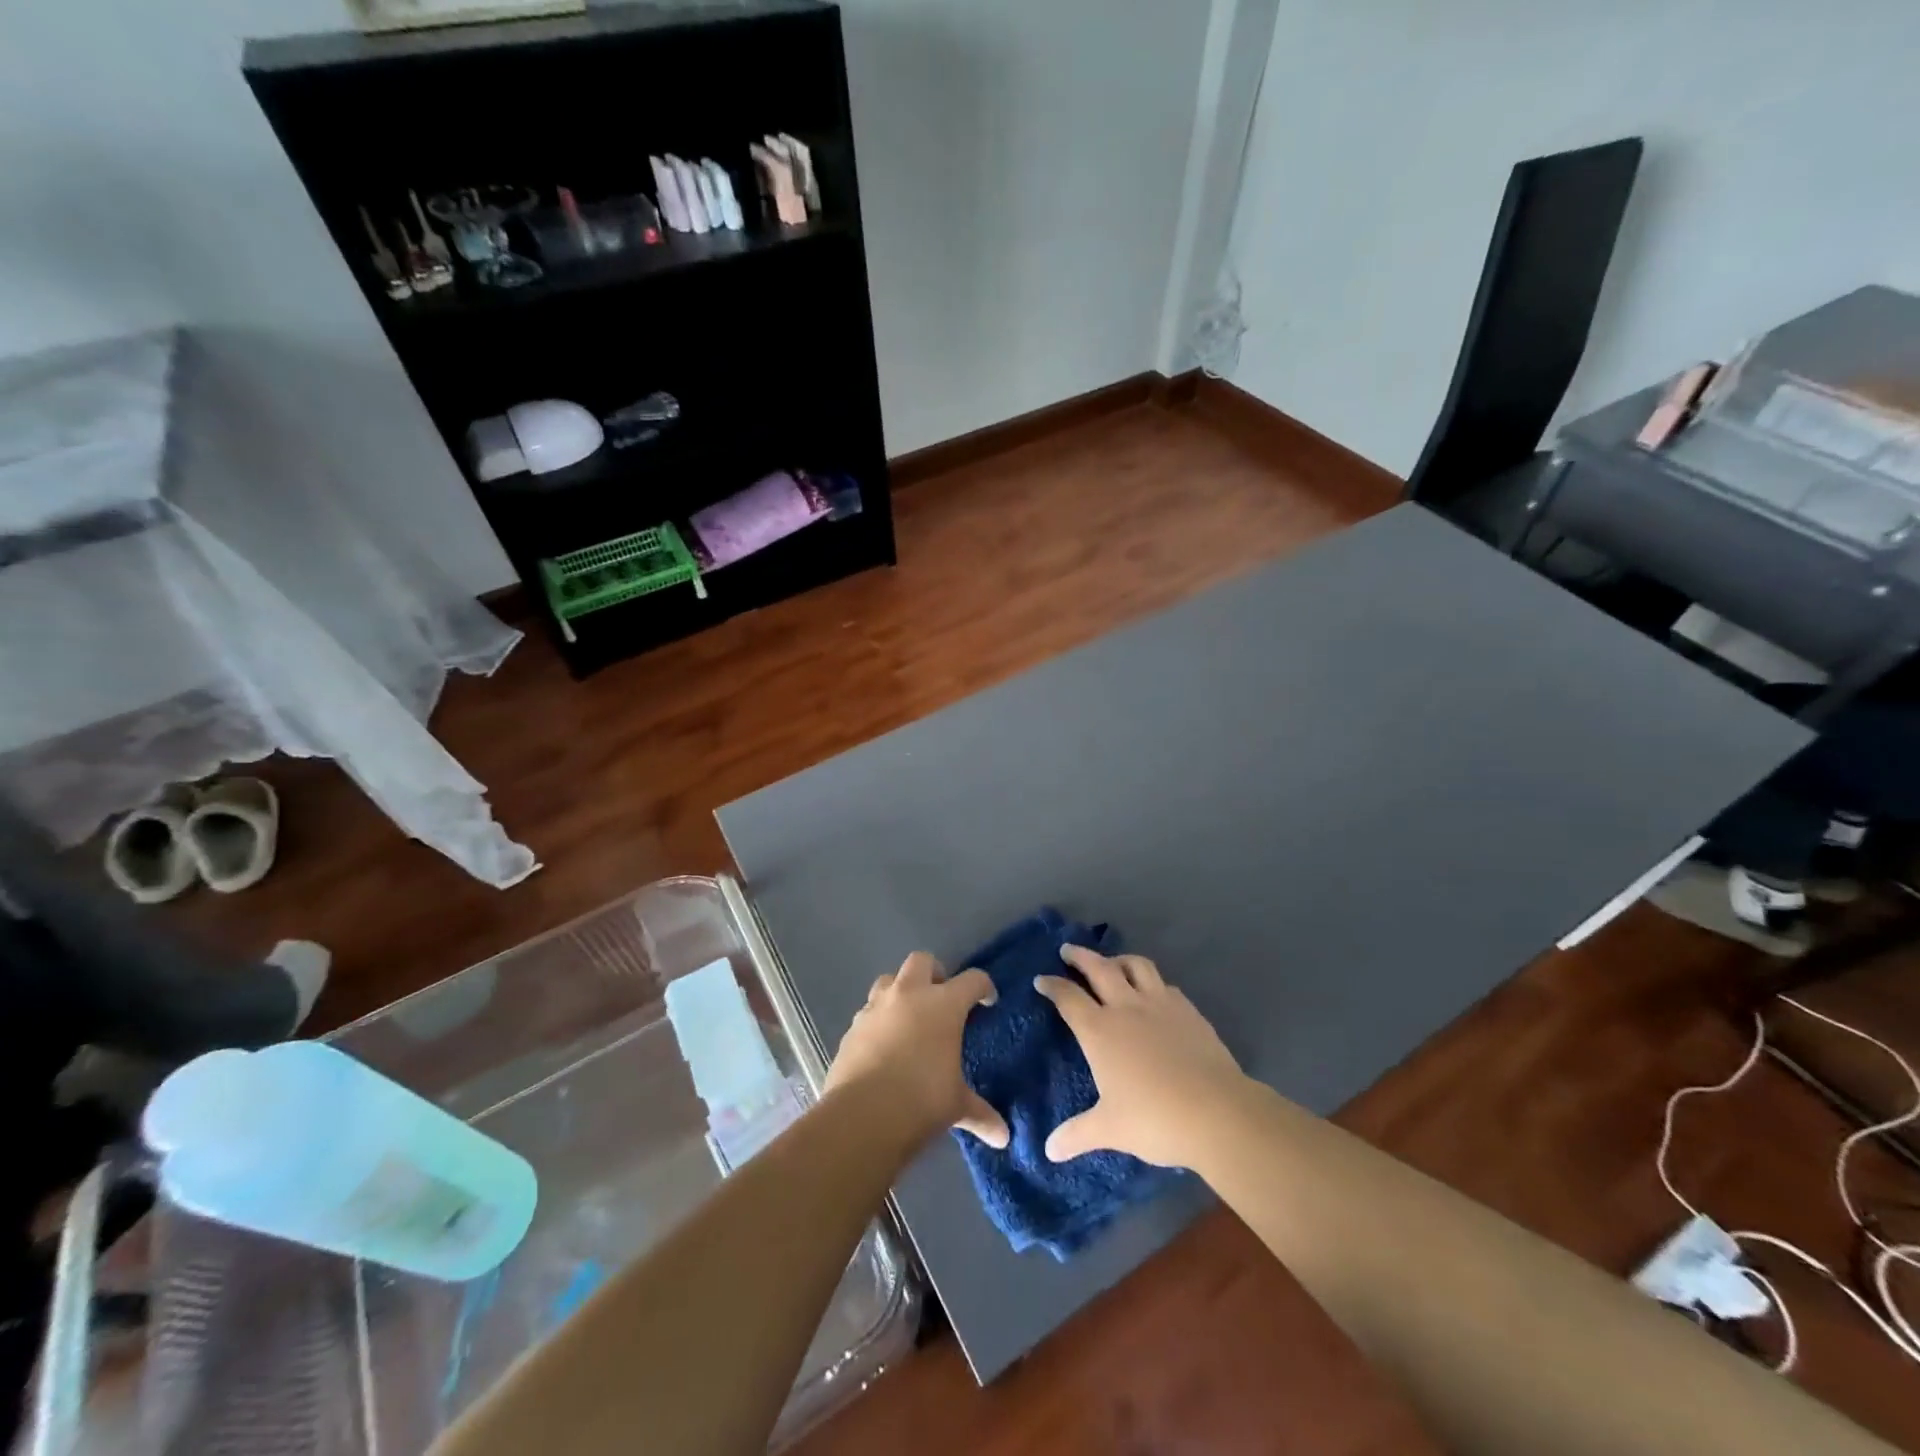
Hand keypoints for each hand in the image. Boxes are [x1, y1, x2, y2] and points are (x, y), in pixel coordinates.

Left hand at [826, 952, 1009, 1148]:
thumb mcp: (956, 1106)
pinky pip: (868, 1012)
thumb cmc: (922, 1101)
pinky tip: (883, 1045)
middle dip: (934, 973)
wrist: (862, 1115)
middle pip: (922, 961)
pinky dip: (879, 1020)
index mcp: (943, 1005)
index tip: (987, 1001)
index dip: (983, 988)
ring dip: (901, 991)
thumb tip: (1002, 1135)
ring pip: (889, 980)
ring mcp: (876, 1007)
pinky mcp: (852, 1027)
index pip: (972, 980)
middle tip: (942, 999)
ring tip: (909, 1017)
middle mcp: (909, 995)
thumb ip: (980, 1113)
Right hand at [1035, 945, 1249, 1166]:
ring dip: (1119, 959)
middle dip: (1080, 956)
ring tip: (1112, 963)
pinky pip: (1165, 985)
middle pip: (1099, 968)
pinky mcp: (1188, 1010)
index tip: (1041, 979)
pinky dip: (1152, 983)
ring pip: (1136, 966)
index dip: (1052, 986)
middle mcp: (1126, 1007)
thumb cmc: (1154, 1118)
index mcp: (1100, 1030)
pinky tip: (1154, 994)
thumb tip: (1048, 1150)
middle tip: (1068, 950)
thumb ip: (1077, 1134)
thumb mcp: (1109, 1129)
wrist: (1216, 1111)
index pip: (1068, 998)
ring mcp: (1160, 1004)